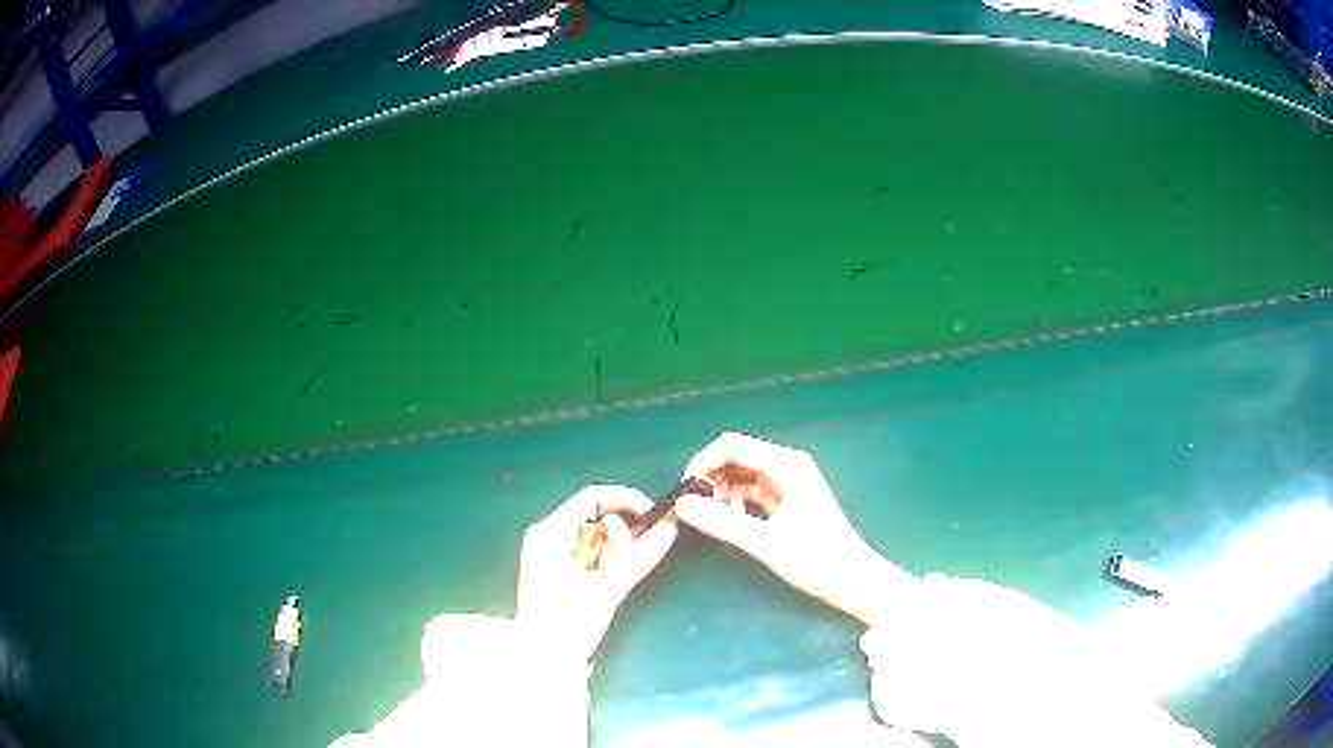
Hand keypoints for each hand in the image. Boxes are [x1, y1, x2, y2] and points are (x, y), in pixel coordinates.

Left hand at [516, 485, 678, 661]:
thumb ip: (642, 555)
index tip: (653, 517)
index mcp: (550, 531)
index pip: (593, 496)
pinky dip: (601, 564)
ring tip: (609, 583)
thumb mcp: (609, 587)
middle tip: (624, 567)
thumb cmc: (569, 622)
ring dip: (611, 555)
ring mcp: (547, 551)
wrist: (540, 659)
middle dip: (618, 538)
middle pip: (595, 518)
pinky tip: (600, 585)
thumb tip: (671, 527)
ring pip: (594, 537)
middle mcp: (546, 534)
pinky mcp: (553, 567)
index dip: (626, 501)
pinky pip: (586, 553)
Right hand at [675, 432, 914, 624]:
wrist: (853, 581)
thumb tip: (681, 505)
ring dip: (723, 493)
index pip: (732, 445)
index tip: (685, 492)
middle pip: (736, 458)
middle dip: (712, 479)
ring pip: (742, 476)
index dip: (703, 463)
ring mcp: (789, 484)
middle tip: (697, 511)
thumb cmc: (816, 559)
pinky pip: (753, 493)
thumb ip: (721, 522)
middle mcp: (787, 466)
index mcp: (786, 464)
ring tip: (715, 521)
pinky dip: (737, 504)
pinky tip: (732, 523)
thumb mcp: (764, 542)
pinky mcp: (788, 502)